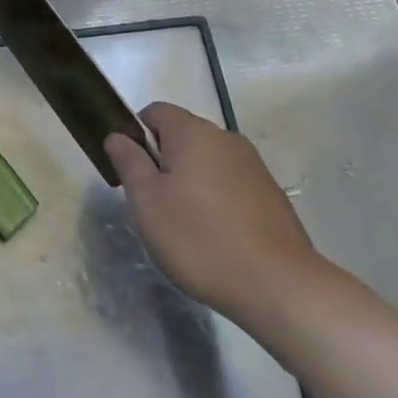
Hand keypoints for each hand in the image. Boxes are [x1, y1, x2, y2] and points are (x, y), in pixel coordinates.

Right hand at [105, 102, 328, 324]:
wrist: (279, 285)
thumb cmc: (200, 238)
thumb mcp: (147, 201)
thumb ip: (128, 161)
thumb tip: (117, 135)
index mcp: (193, 132)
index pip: (155, 112)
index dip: (137, 136)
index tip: (133, 173)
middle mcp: (225, 138)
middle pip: (182, 136)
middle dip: (164, 163)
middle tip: (154, 206)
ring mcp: (253, 165)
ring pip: (207, 162)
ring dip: (191, 183)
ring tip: (186, 227)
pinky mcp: (271, 194)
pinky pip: (231, 184)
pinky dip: (218, 201)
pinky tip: (217, 238)